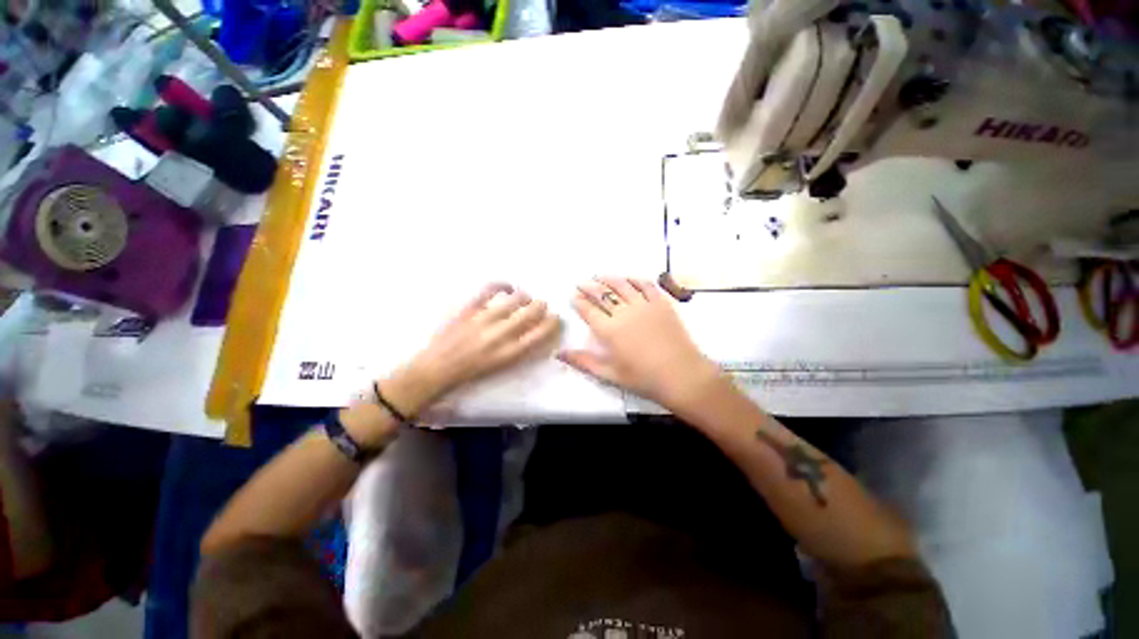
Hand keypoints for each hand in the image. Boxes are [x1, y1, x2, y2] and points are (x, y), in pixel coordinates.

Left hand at [389, 283, 562, 413]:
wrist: (437, 369)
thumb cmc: (472, 373)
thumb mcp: (502, 366)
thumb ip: (521, 349)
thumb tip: (536, 331)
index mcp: (510, 353)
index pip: (541, 333)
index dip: (553, 322)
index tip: (555, 317)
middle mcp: (501, 335)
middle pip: (532, 312)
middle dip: (541, 306)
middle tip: (540, 305)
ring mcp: (484, 319)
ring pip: (515, 299)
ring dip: (525, 296)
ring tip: (524, 297)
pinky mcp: (468, 309)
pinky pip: (489, 289)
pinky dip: (502, 285)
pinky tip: (507, 287)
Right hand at [559, 277, 721, 411]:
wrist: (682, 375)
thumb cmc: (643, 378)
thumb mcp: (610, 374)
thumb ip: (584, 362)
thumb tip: (559, 354)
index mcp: (609, 330)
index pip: (588, 310)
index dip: (579, 302)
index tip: (573, 296)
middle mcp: (624, 312)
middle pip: (602, 294)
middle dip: (589, 287)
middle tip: (581, 283)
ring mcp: (644, 305)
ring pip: (622, 285)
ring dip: (609, 279)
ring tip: (600, 276)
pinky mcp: (661, 303)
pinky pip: (646, 285)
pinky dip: (635, 279)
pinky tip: (629, 278)